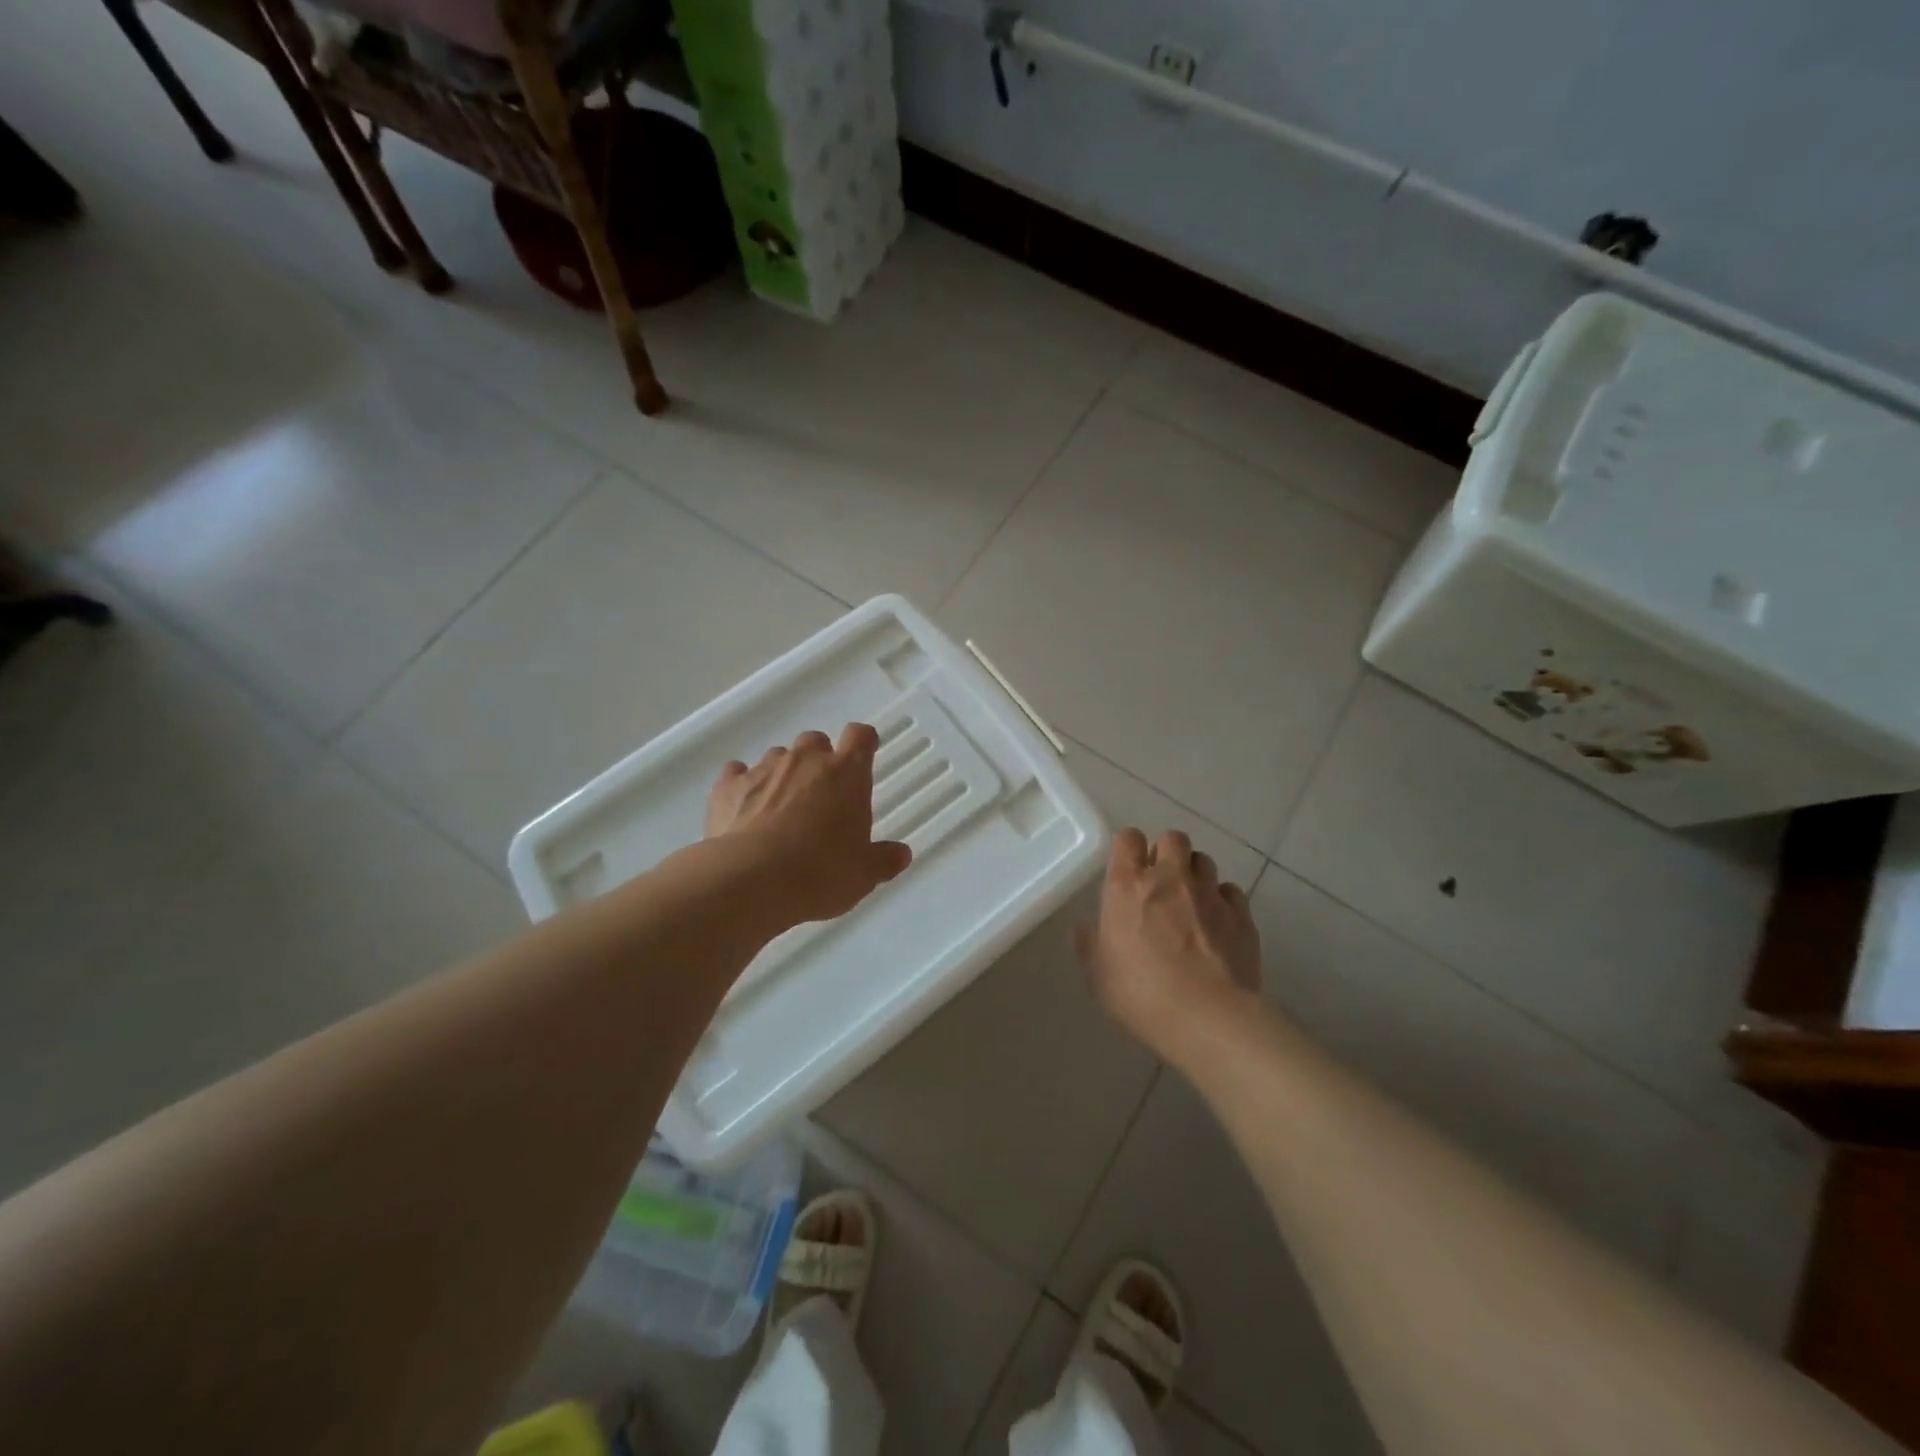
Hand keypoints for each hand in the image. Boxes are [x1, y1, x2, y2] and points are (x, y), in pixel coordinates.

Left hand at [706, 724, 911, 926]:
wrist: (751, 881)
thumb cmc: (820, 873)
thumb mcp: (863, 874)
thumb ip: (884, 860)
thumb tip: (901, 854)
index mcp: (846, 773)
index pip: (860, 736)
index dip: (863, 743)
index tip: (864, 756)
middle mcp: (805, 760)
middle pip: (815, 741)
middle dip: (819, 760)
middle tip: (821, 794)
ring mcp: (764, 769)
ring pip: (778, 756)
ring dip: (783, 774)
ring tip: (780, 809)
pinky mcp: (728, 786)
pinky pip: (737, 773)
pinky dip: (743, 785)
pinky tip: (743, 809)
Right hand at [1076, 828, 1260, 1061]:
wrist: (1206, 1016)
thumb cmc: (1140, 993)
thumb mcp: (1097, 974)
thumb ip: (1090, 944)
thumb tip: (1085, 929)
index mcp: (1128, 885)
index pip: (1128, 838)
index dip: (1128, 847)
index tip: (1128, 866)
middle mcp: (1170, 878)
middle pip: (1173, 838)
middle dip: (1167, 852)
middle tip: (1161, 881)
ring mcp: (1209, 893)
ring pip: (1204, 860)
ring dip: (1195, 873)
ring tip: (1191, 901)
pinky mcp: (1241, 914)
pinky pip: (1231, 892)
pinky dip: (1222, 900)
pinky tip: (1218, 922)